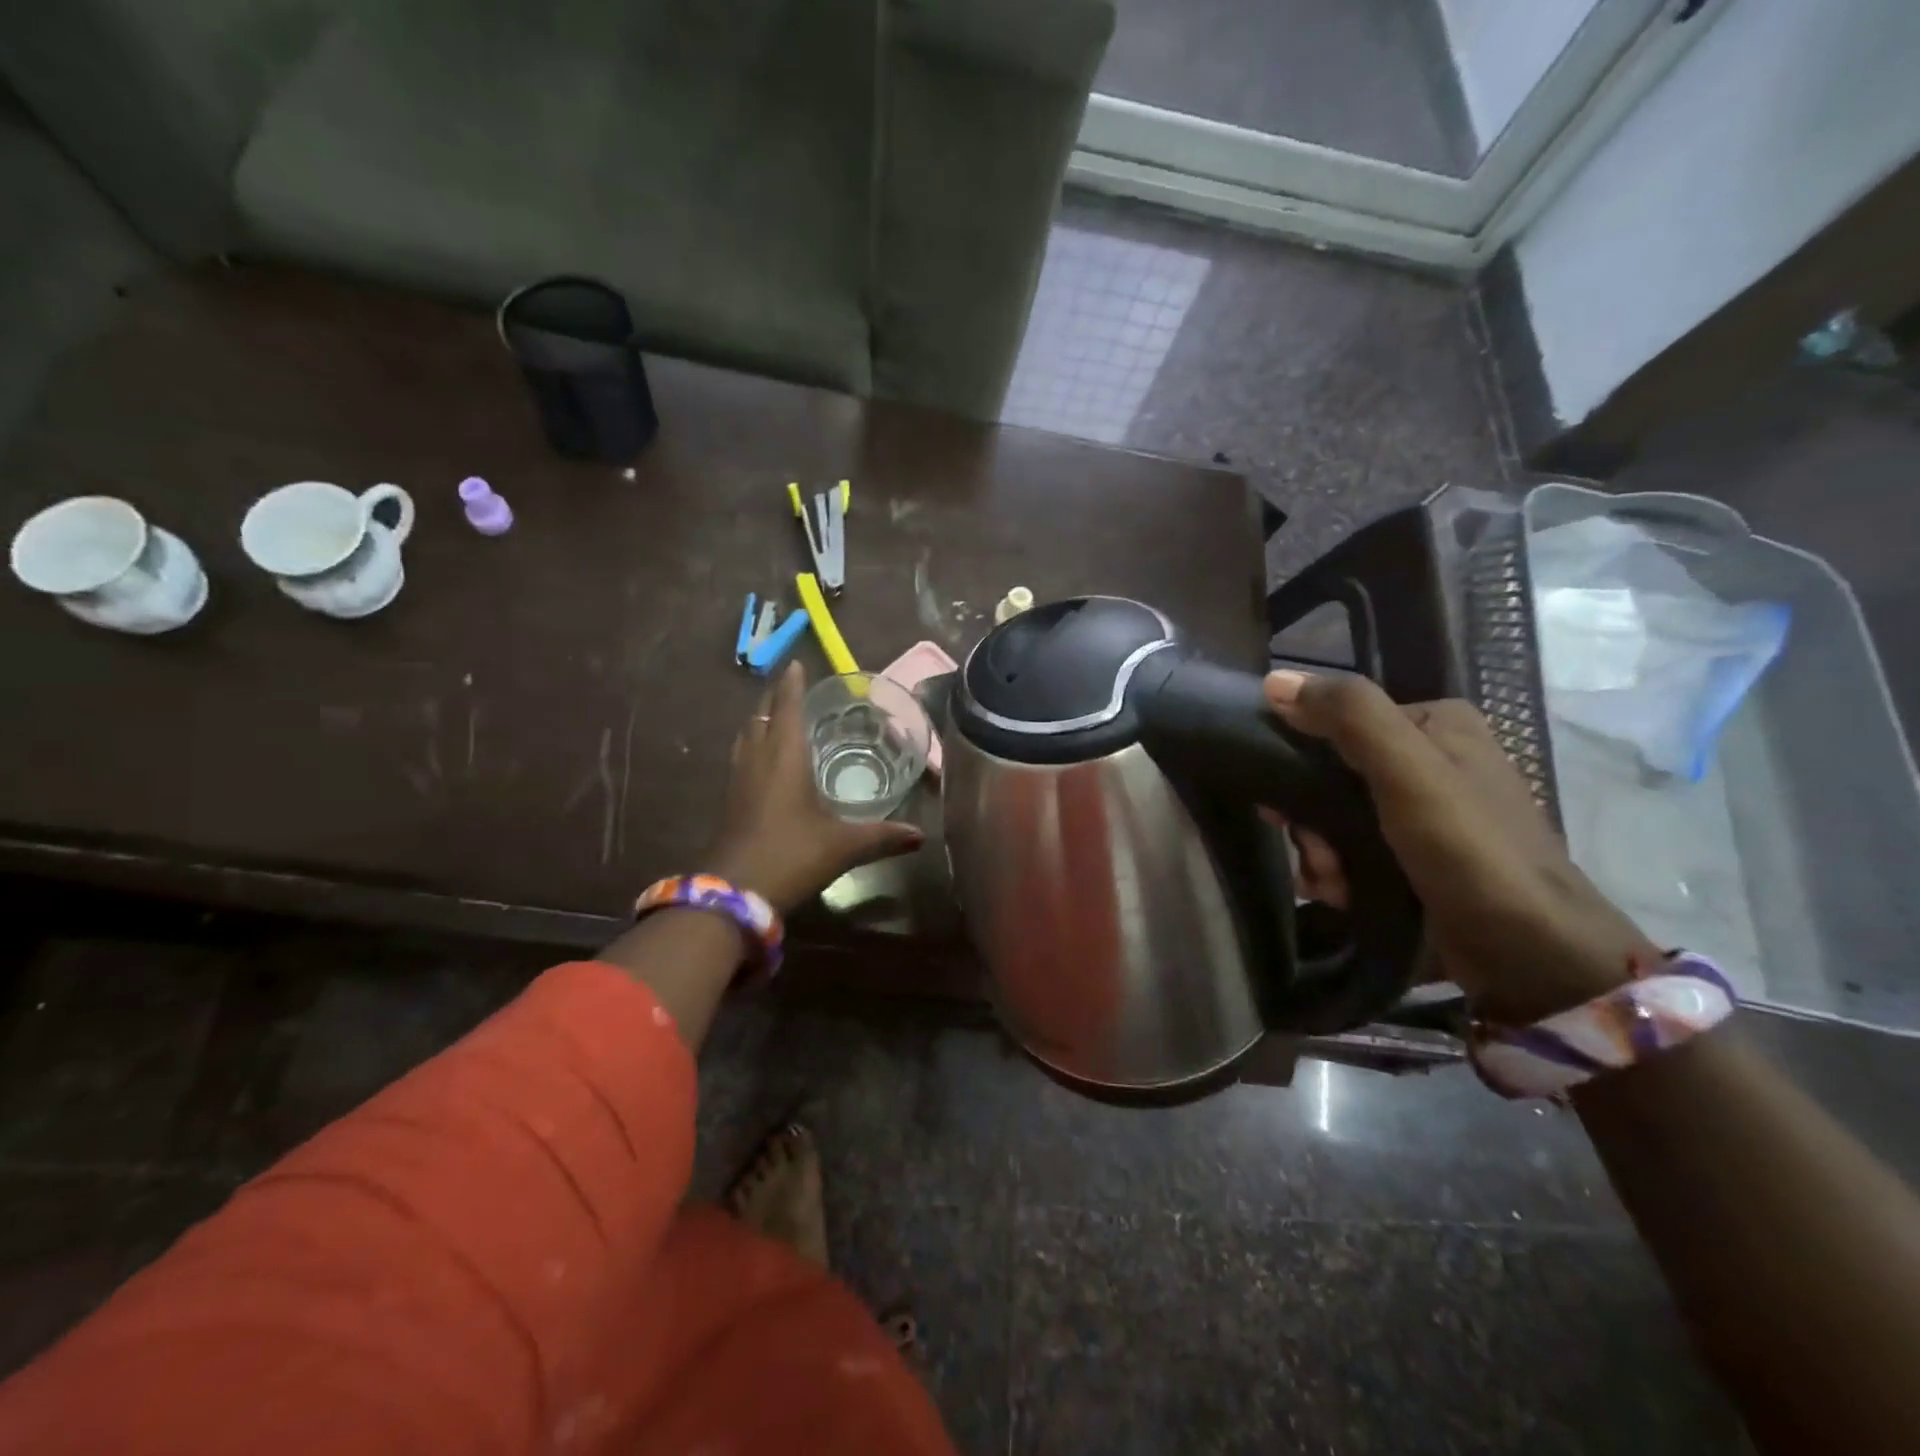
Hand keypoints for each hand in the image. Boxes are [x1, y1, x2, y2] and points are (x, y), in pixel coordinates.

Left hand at [704, 663, 923, 914]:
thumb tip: (920, 836)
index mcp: (784, 756)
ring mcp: (739, 779)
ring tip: (776, 716)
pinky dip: (753, 744)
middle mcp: (758, 759)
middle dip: (774, 697)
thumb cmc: (793, 854)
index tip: (795, 664)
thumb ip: (882, 836)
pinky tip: (764, 759)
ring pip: (747, 735)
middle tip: (790, 686)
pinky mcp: (730, 799)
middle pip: (761, 715)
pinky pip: (741, 756)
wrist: (737, 892)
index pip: (786, 707)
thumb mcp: (843, 845)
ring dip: (760, 719)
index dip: (791, 685)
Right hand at [1265, 669, 1661, 1023]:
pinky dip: (1338, 873)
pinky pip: (1353, 850)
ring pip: (1335, 817)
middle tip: (1320, 855)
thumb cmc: (1471, 853)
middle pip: (1331, 773)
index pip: (1337, 722)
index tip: (1283, 806)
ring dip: (1319, 853)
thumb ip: (1348, 717)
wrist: (1533, 957)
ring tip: (1334, 884)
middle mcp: (1430, 760)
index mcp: (1435, 724)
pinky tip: (1341, 895)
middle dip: (1311, 821)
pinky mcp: (1419, 858)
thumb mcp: (1407, 772)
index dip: (1300, 761)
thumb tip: (1275, 681)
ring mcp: (1425, 813)